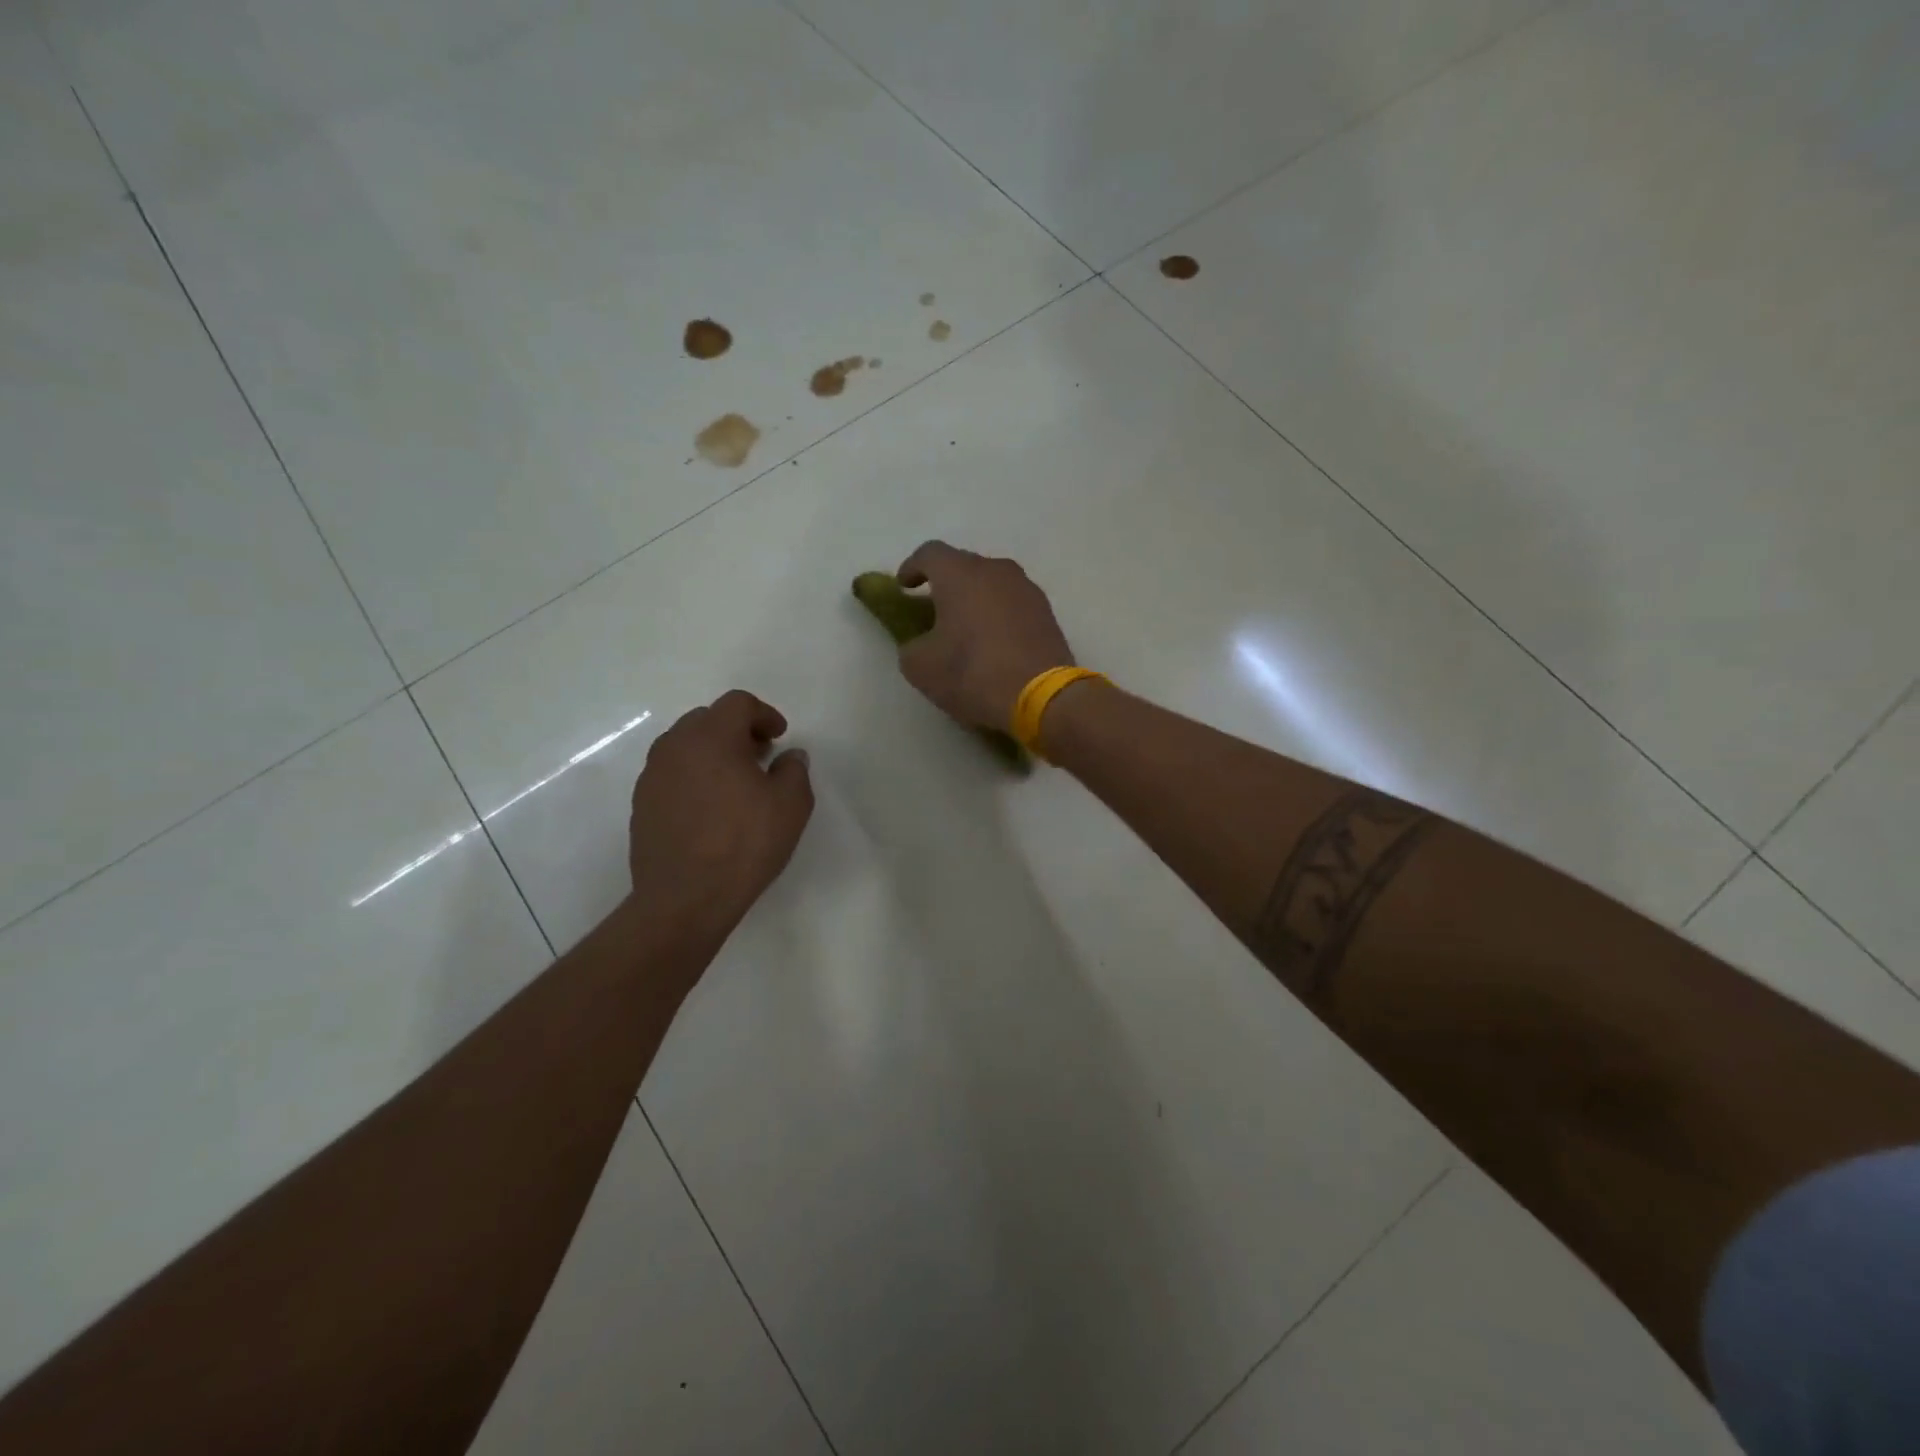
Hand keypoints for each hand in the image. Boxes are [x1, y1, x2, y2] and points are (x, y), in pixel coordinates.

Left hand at [627, 691, 813, 933]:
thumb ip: (794, 770)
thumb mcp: (791, 805)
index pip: (738, 703)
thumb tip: (790, 756)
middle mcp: (675, 747)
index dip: (764, 714)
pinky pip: (672, 774)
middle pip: (707, 720)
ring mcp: (653, 776)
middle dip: (736, 730)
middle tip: (759, 755)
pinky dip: (693, 777)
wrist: (685, 898)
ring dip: (712, 753)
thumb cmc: (744, 844)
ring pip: (685, 746)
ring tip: (734, 783)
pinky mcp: (642, 804)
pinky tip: (710, 808)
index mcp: (712, 737)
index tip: (779, 737)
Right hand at [894, 541, 1076, 730]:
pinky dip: (998, 614)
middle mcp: (995, 570)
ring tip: (966, 627)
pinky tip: (994, 641)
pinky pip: (1012, 603)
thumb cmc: (972, 674)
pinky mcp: (1047, 612)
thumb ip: (912, 645)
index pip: (929, 553)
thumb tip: (921, 643)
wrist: (1041, 697)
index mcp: (959, 574)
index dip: (912, 567)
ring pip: (992, 584)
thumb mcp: (921, 667)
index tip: (903, 587)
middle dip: (945, 584)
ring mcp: (1026, 589)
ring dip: (975, 598)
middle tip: (934, 610)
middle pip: (964, 565)